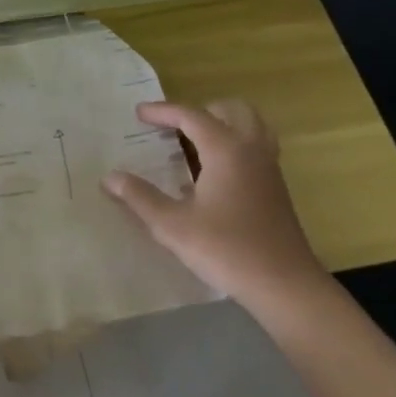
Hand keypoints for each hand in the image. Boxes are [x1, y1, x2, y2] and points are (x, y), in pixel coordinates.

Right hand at [100, 99, 327, 305]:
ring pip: (250, 126)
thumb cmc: (226, 250)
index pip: (192, 116)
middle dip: (198, 111)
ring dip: (221, 124)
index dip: (163, 111)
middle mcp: (251, 150)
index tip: (138, 113)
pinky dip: (232, 145)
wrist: (285, 286)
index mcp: (226, 150)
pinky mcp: (276, 188)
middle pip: (230, 110)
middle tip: (171, 127)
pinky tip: (209, 175)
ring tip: (192, 143)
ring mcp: (268, 169)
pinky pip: (255, 148)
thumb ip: (140, 197)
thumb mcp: (172, 225)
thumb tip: (110, 177)